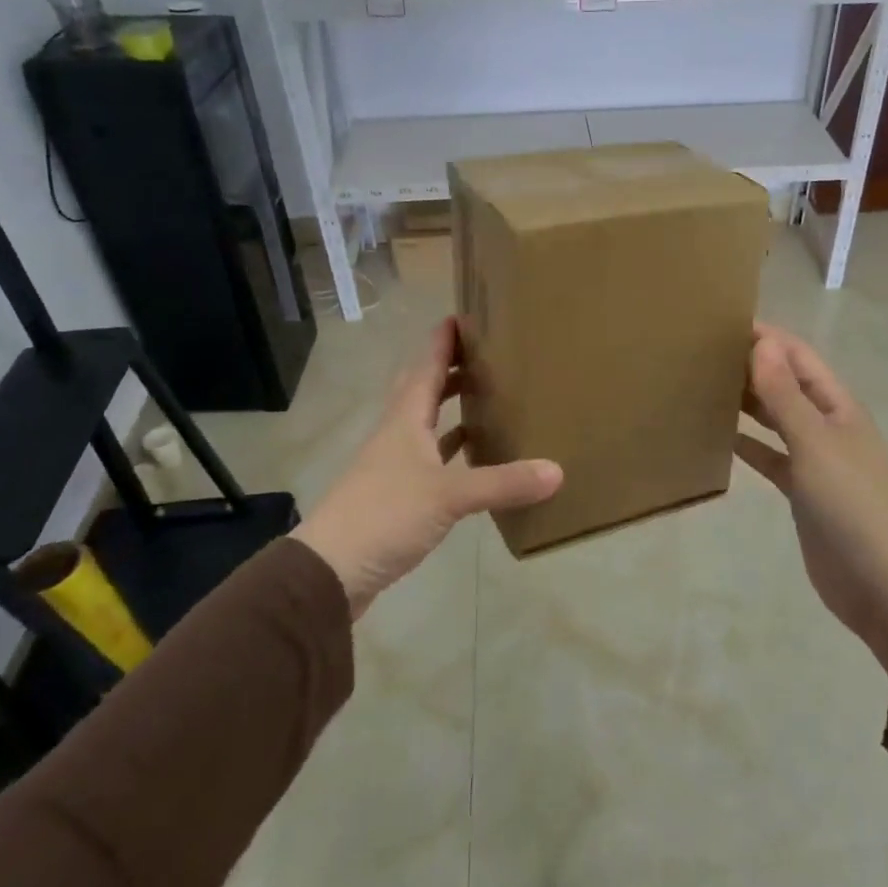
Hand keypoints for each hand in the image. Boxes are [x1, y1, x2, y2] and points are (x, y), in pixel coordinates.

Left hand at [295, 318, 562, 617]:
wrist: (330, 571)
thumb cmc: (385, 515)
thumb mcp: (449, 496)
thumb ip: (502, 483)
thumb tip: (557, 470)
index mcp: (404, 420)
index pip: (425, 366)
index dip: (443, 340)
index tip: (466, 315)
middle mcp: (396, 434)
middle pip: (422, 389)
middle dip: (449, 368)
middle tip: (486, 354)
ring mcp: (393, 466)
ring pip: (424, 424)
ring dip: (449, 408)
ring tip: (486, 396)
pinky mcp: (396, 495)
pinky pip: (428, 459)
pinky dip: (450, 450)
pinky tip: (471, 456)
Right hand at [735, 323, 887, 673]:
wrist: (880, 581)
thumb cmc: (851, 503)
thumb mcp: (815, 443)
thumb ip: (785, 395)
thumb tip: (762, 342)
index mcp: (837, 406)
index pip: (798, 357)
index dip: (767, 338)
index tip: (723, 323)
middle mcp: (826, 425)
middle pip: (786, 384)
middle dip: (753, 366)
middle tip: (703, 353)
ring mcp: (814, 459)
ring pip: (775, 419)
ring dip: (747, 403)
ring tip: (704, 385)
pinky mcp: (801, 490)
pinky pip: (769, 457)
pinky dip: (747, 445)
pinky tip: (719, 437)